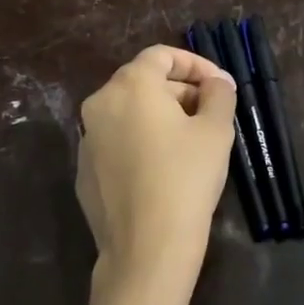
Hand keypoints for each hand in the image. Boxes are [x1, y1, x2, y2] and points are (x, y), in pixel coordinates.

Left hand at [76, 45, 237, 295]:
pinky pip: (116, 142)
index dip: (194, 64)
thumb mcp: (216, 131)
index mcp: (130, 85)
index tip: (219, 85)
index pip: (161, 55)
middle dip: (179, 91)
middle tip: (210, 113)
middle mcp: (100, 103)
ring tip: (191, 141)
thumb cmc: (186, 179)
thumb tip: (217, 82)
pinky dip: (140, 142)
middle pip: (143, 82)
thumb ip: (219, 94)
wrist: (146, 249)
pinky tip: (163, 169)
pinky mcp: (84, 171)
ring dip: (160, 117)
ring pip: (128, 113)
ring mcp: (87, 139)